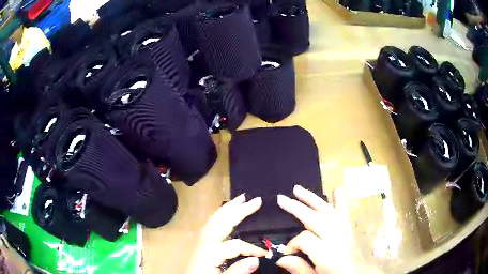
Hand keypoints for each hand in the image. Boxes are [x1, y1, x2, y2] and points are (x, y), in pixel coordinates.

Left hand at [187, 194, 267, 273]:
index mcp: (209, 253)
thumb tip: (257, 259)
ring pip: (214, 221)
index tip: (266, 254)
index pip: (234, 245)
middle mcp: (204, 244)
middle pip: (221, 222)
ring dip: (228, 209)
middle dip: (238, 210)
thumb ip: (237, 271)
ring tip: (241, 200)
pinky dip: (220, 216)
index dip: (252, 248)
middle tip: (255, 200)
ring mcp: (200, 243)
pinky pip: (210, 226)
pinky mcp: (200, 245)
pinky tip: (226, 215)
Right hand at [275, 185, 353, 273]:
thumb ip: (300, 269)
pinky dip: (340, 199)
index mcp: (328, 255)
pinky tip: (336, 189)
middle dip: (297, 207)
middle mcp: (338, 239)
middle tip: (280, 198)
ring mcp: (347, 232)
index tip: (286, 253)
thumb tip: (281, 258)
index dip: (292, 244)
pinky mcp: (351, 229)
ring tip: (298, 189)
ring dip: (313, 199)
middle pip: (316, 218)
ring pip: (329, 210)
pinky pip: (345, 212)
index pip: (305, 239)